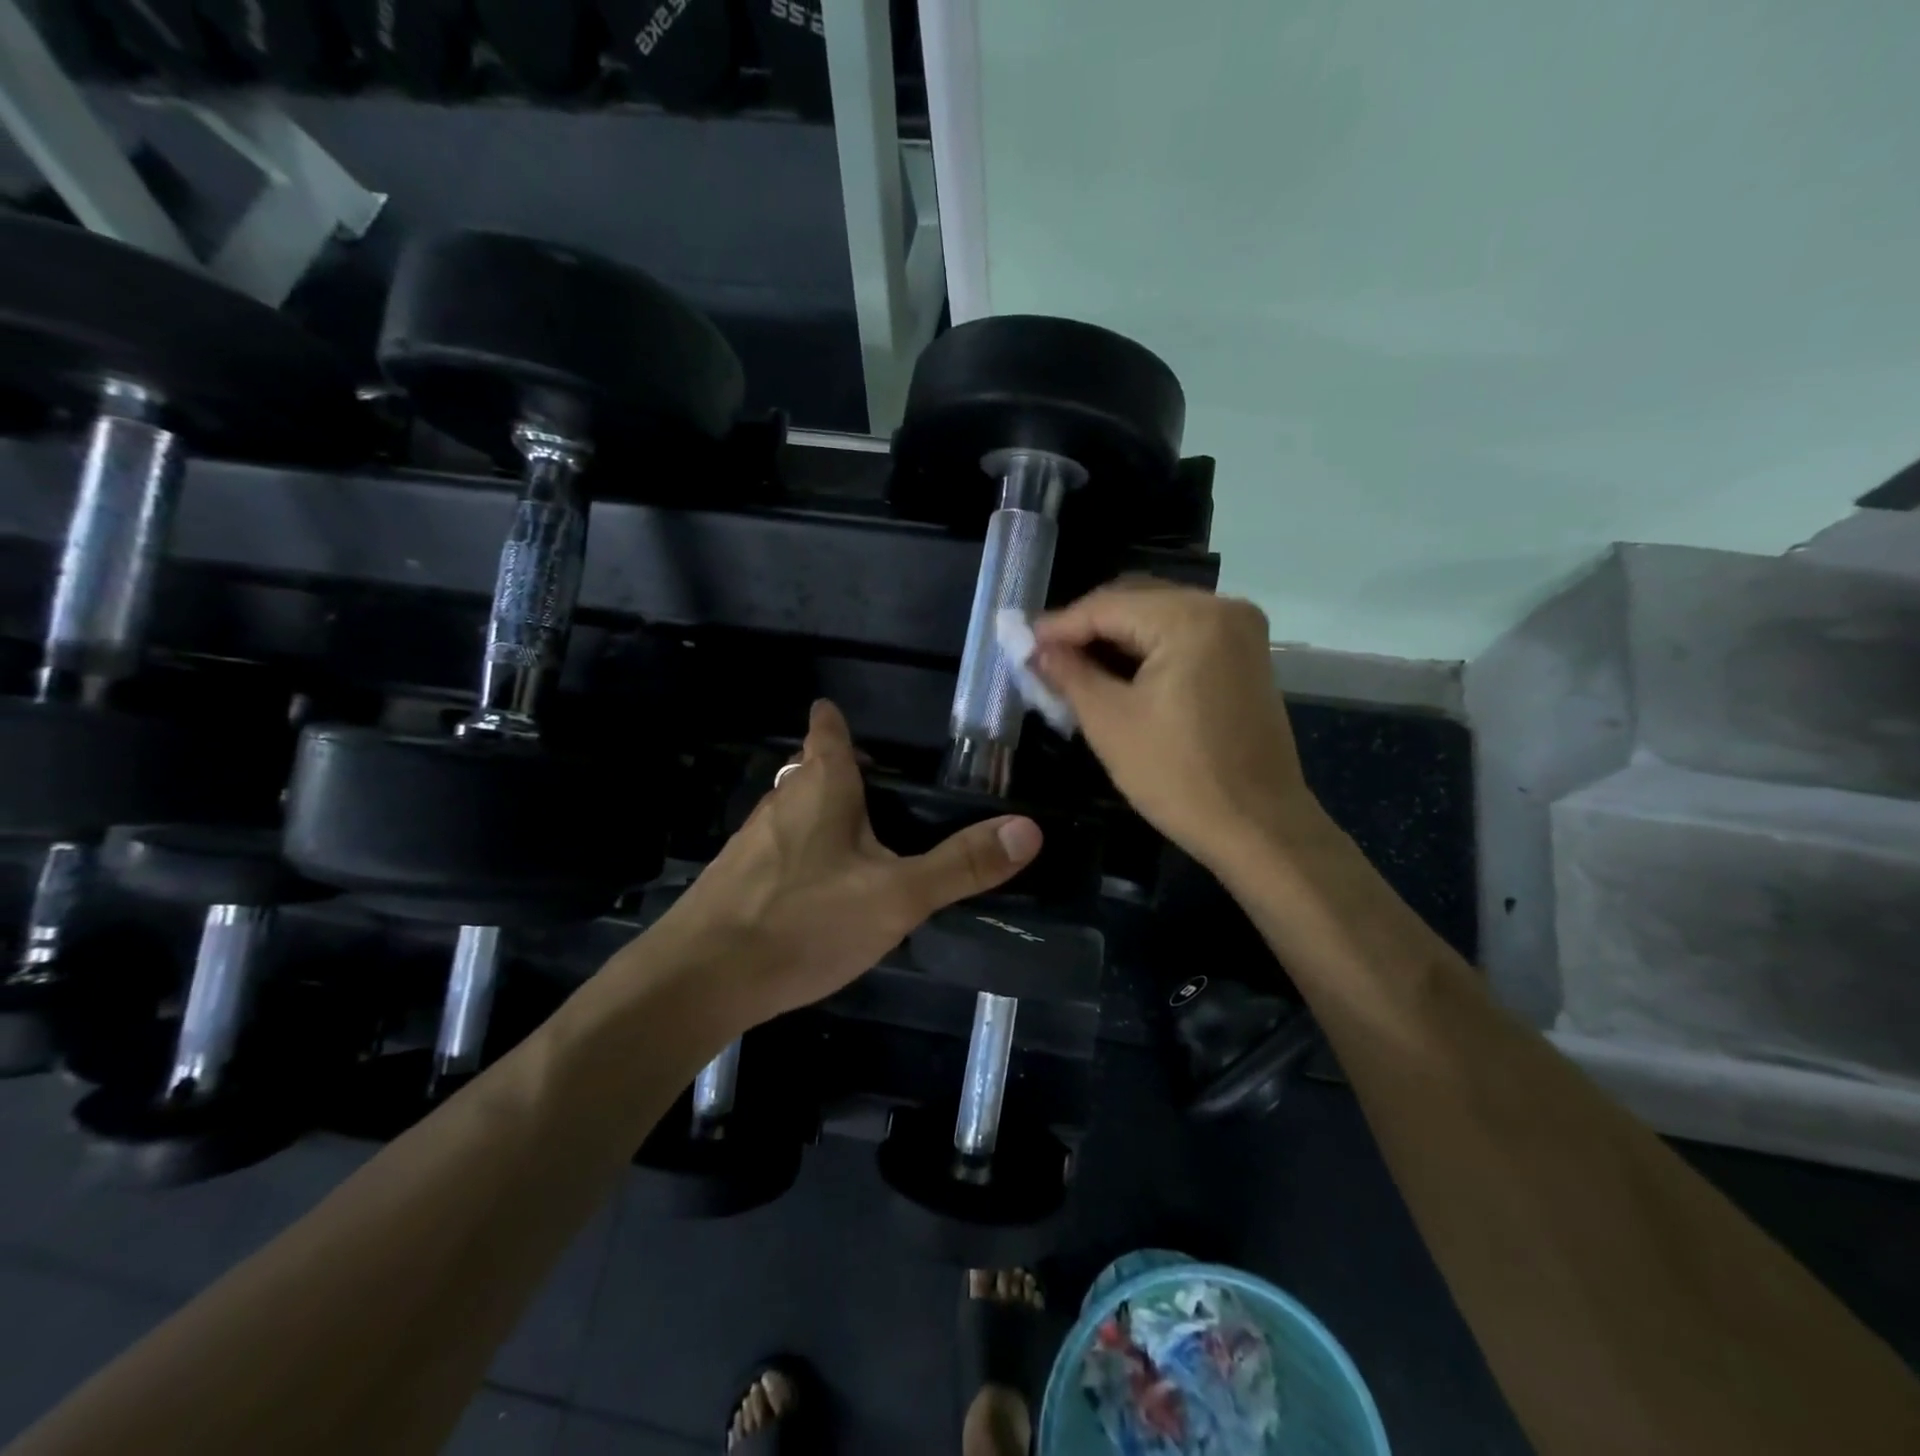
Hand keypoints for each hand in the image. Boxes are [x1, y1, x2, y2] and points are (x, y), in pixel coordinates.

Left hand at [654, 700, 1042, 1023]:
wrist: (700, 980)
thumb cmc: (804, 920)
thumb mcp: (897, 896)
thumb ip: (961, 865)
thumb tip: (1029, 829)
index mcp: (821, 785)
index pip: (829, 730)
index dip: (838, 721)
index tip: (848, 716)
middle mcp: (782, 799)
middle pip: (813, 769)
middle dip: (844, 774)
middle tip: (886, 795)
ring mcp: (753, 840)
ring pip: (795, 811)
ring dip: (825, 816)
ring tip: (864, 844)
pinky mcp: (736, 878)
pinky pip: (780, 851)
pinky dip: (805, 855)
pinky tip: (821, 894)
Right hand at [1033, 582, 1314, 874]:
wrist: (1259, 827)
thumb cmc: (1179, 777)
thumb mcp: (1109, 723)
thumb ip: (1069, 674)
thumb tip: (1036, 649)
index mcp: (1191, 618)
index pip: (1107, 606)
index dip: (1059, 625)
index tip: (1021, 643)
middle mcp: (1223, 608)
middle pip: (1136, 601)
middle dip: (1087, 627)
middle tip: (1044, 656)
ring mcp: (1241, 631)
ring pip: (1159, 616)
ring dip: (1115, 638)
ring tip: (1072, 665)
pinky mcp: (1246, 656)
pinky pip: (1183, 635)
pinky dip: (1146, 649)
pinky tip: (1115, 671)